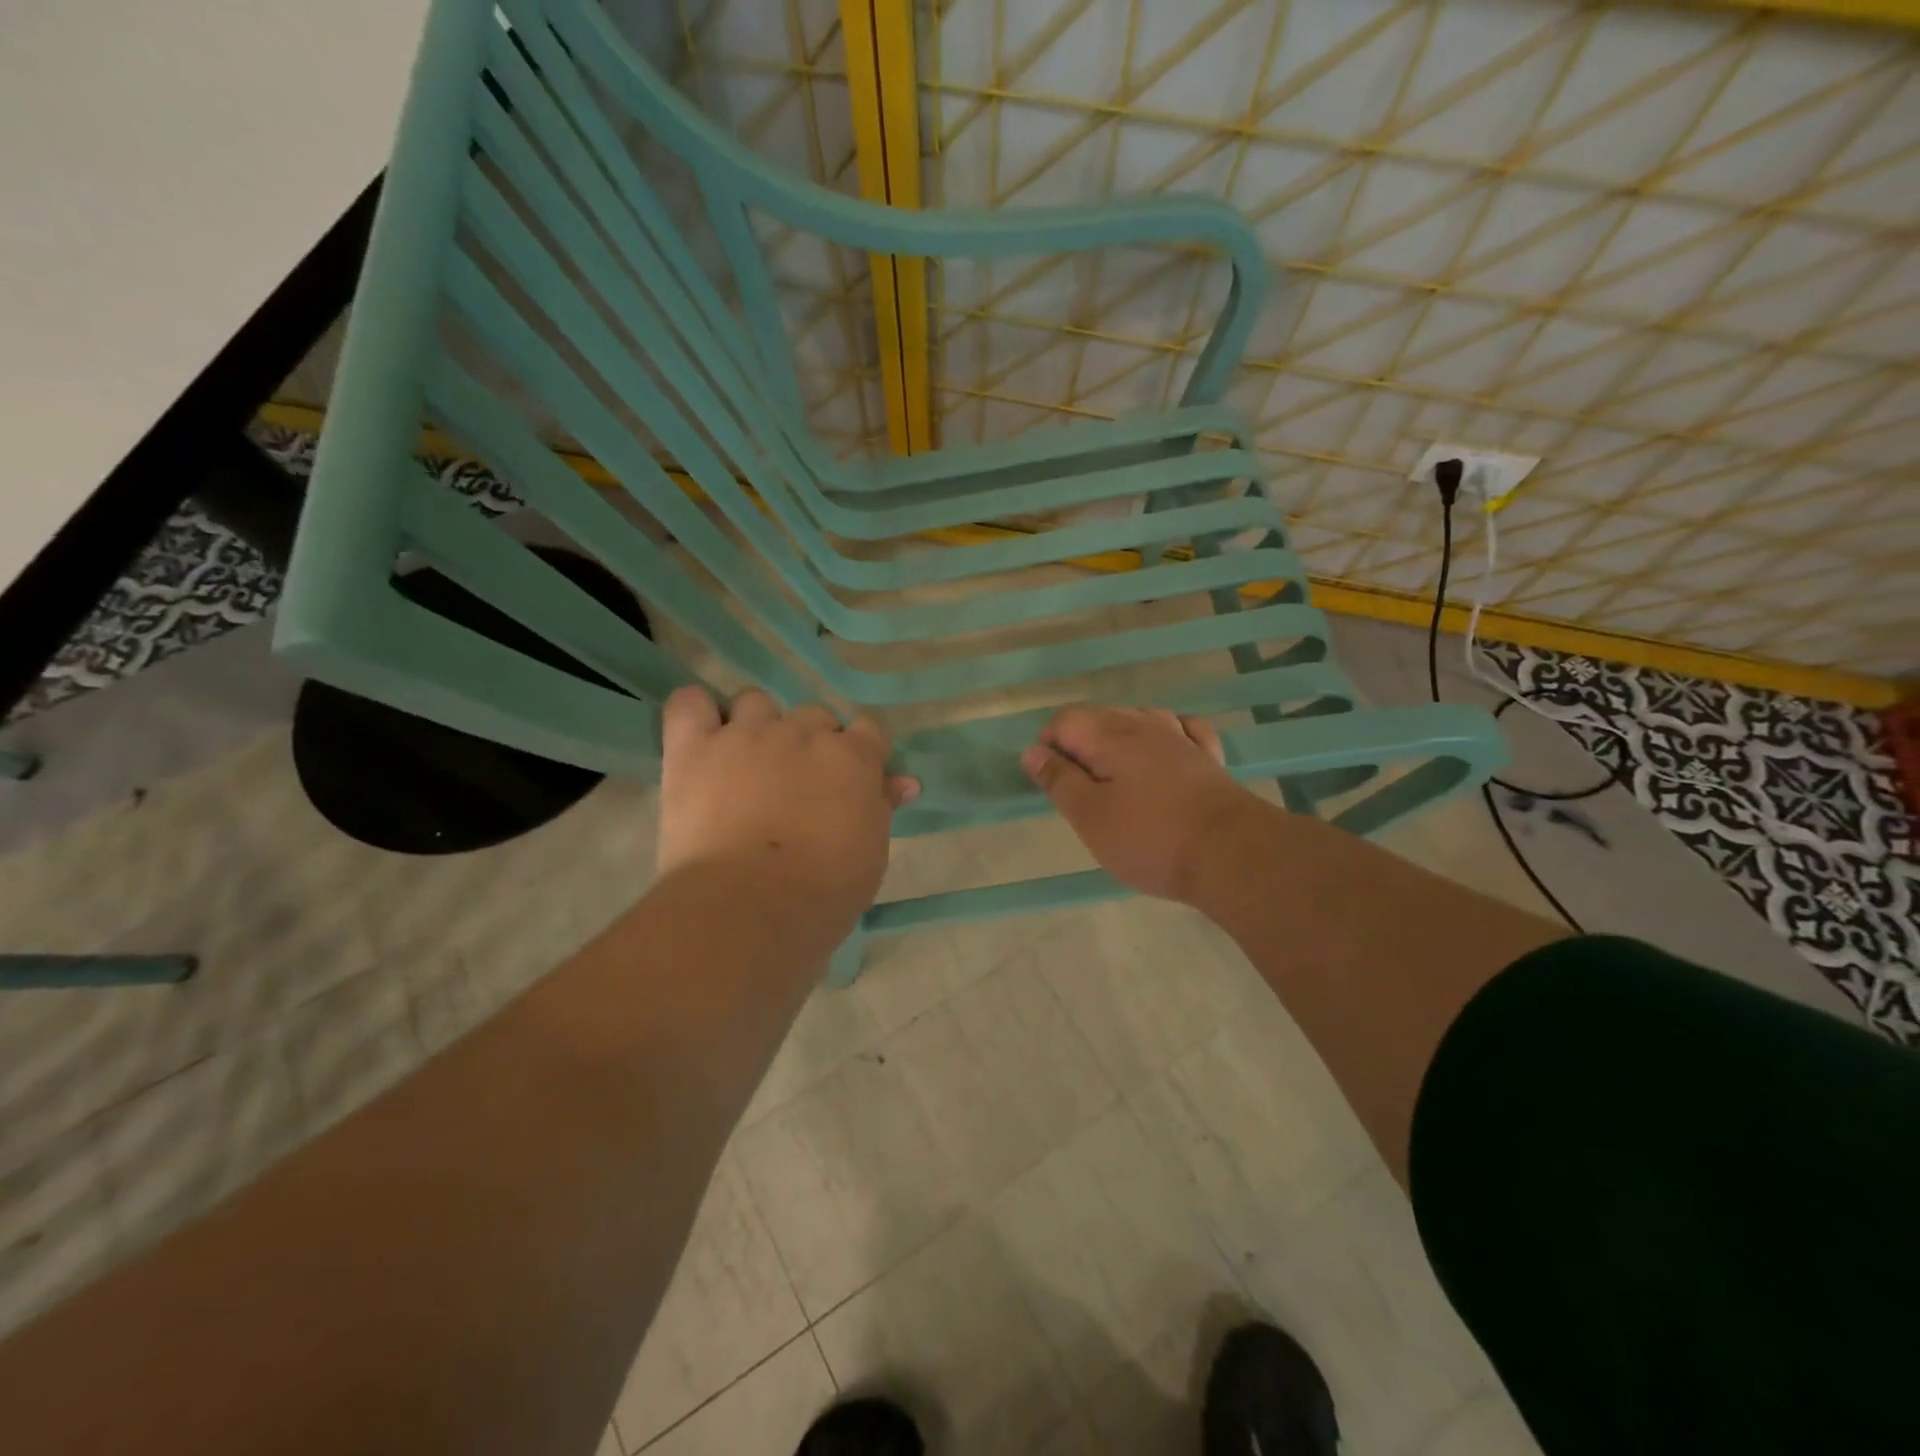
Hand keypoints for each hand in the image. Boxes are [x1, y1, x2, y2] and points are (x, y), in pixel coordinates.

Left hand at [658, 688, 919, 929]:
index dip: (859, 754)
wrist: (749, 908)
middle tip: (796, 787)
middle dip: (809, 743)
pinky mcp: (694, 748)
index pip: (867, 730)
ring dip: (756, 726)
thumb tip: (903, 782)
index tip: (848, 783)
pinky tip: (700, 736)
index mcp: (853, 758)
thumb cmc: (823, 893)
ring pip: (756, 702)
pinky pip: (689, 703)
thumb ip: (881, 807)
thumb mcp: (870, 854)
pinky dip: (696, 712)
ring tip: (746, 766)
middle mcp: (803, 733)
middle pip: (813, 715)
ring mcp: (746, 734)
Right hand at [1021, 705, 1253, 903]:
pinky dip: (1165, 735)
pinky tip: (1164, 749)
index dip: (1048, 745)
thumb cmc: (1150, 838)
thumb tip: (1032, 751)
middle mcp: (1145, 726)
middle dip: (1080, 744)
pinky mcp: (1208, 758)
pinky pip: (1182, 730)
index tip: (1050, 782)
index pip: (1065, 720)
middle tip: (1077, 791)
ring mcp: (1181, 738)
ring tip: (1113, 775)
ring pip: (1140, 719)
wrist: (1231, 854)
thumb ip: (1058, 780)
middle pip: (1101, 716)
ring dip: (1118, 738)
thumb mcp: (1090, 816)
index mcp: (1110, 736)